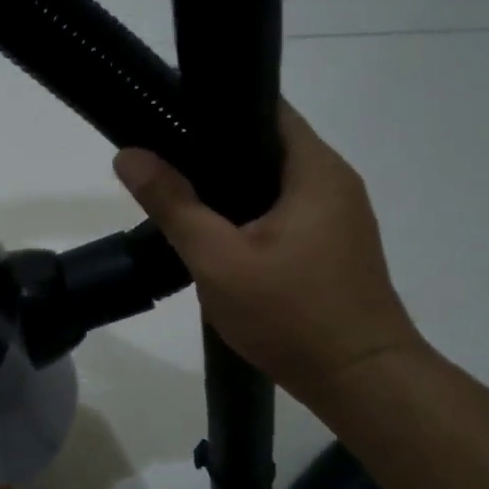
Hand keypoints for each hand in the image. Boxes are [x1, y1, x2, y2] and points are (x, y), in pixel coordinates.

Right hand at [114, 105, 424, 404]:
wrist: (360, 382)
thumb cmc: (292, 314)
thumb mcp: (218, 258)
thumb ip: (172, 204)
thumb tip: (128, 155)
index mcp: (315, 171)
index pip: (264, 109)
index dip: (215, 105)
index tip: (167, 116)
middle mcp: (333, 182)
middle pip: (264, 145)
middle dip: (212, 149)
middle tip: (160, 159)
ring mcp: (337, 216)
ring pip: (271, 181)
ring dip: (228, 185)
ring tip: (177, 193)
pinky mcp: (331, 245)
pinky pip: (281, 209)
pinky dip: (246, 212)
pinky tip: (214, 232)